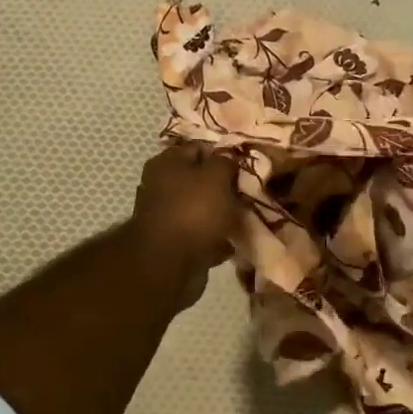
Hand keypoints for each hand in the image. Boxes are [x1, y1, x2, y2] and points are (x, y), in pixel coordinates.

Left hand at [127, 143, 241, 307]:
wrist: (170, 265)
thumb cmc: (193, 211)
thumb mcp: (216, 176)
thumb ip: (225, 162)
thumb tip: (229, 158)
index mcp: (167, 163)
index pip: (199, 147)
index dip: (224, 153)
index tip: (247, 164)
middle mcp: (163, 186)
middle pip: (201, 180)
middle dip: (226, 187)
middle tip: (250, 192)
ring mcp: (168, 216)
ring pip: (204, 209)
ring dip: (224, 214)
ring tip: (247, 218)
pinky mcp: (176, 243)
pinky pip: (203, 235)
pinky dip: (217, 238)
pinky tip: (234, 242)